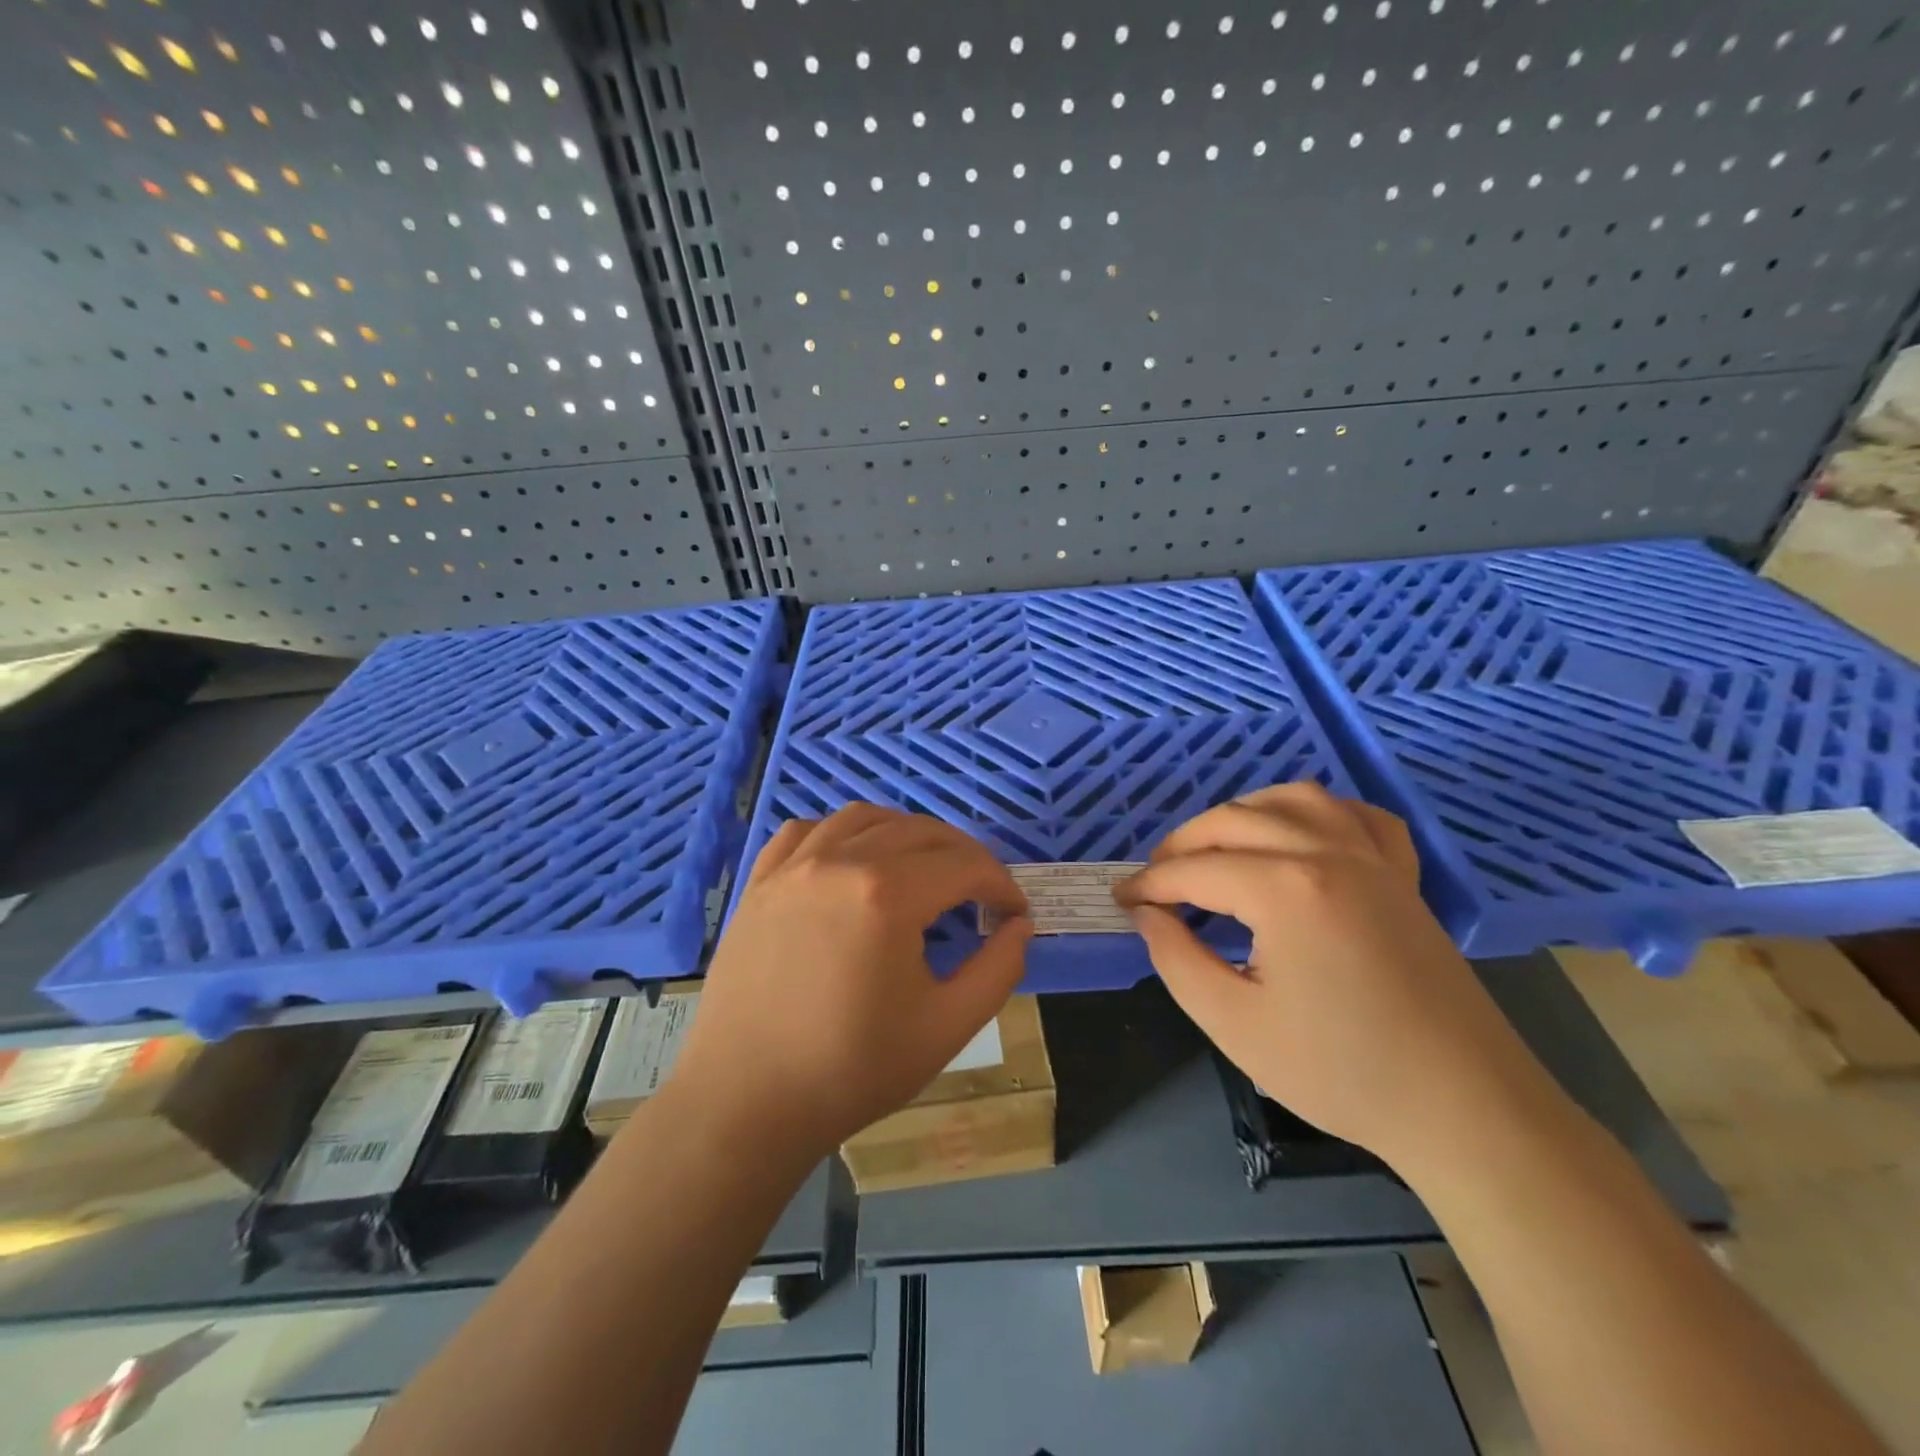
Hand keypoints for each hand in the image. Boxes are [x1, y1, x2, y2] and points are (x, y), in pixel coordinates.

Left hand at [671, 804, 1032, 1161]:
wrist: (746, 1102)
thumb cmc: (852, 1070)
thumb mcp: (948, 1026)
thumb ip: (998, 969)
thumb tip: (1019, 926)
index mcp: (888, 894)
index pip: (965, 866)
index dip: (1001, 885)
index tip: (1014, 913)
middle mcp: (840, 861)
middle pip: (921, 831)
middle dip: (963, 856)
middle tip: (980, 892)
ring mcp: (793, 866)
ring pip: (864, 818)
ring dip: (906, 833)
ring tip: (924, 867)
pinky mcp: (760, 882)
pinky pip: (807, 830)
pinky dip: (841, 832)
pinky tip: (852, 859)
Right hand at [1116, 784, 1558, 1170]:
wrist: (1465, 1108)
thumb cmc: (1341, 1071)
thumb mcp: (1234, 1023)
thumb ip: (1176, 959)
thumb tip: (1148, 915)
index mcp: (1283, 889)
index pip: (1194, 869)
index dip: (1149, 884)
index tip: (1121, 901)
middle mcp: (1326, 853)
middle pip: (1233, 821)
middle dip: (1182, 845)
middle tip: (1157, 881)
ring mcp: (1372, 858)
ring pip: (1293, 799)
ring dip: (1243, 813)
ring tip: (1216, 847)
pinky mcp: (1403, 876)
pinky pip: (1357, 816)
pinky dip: (1319, 813)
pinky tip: (1302, 835)